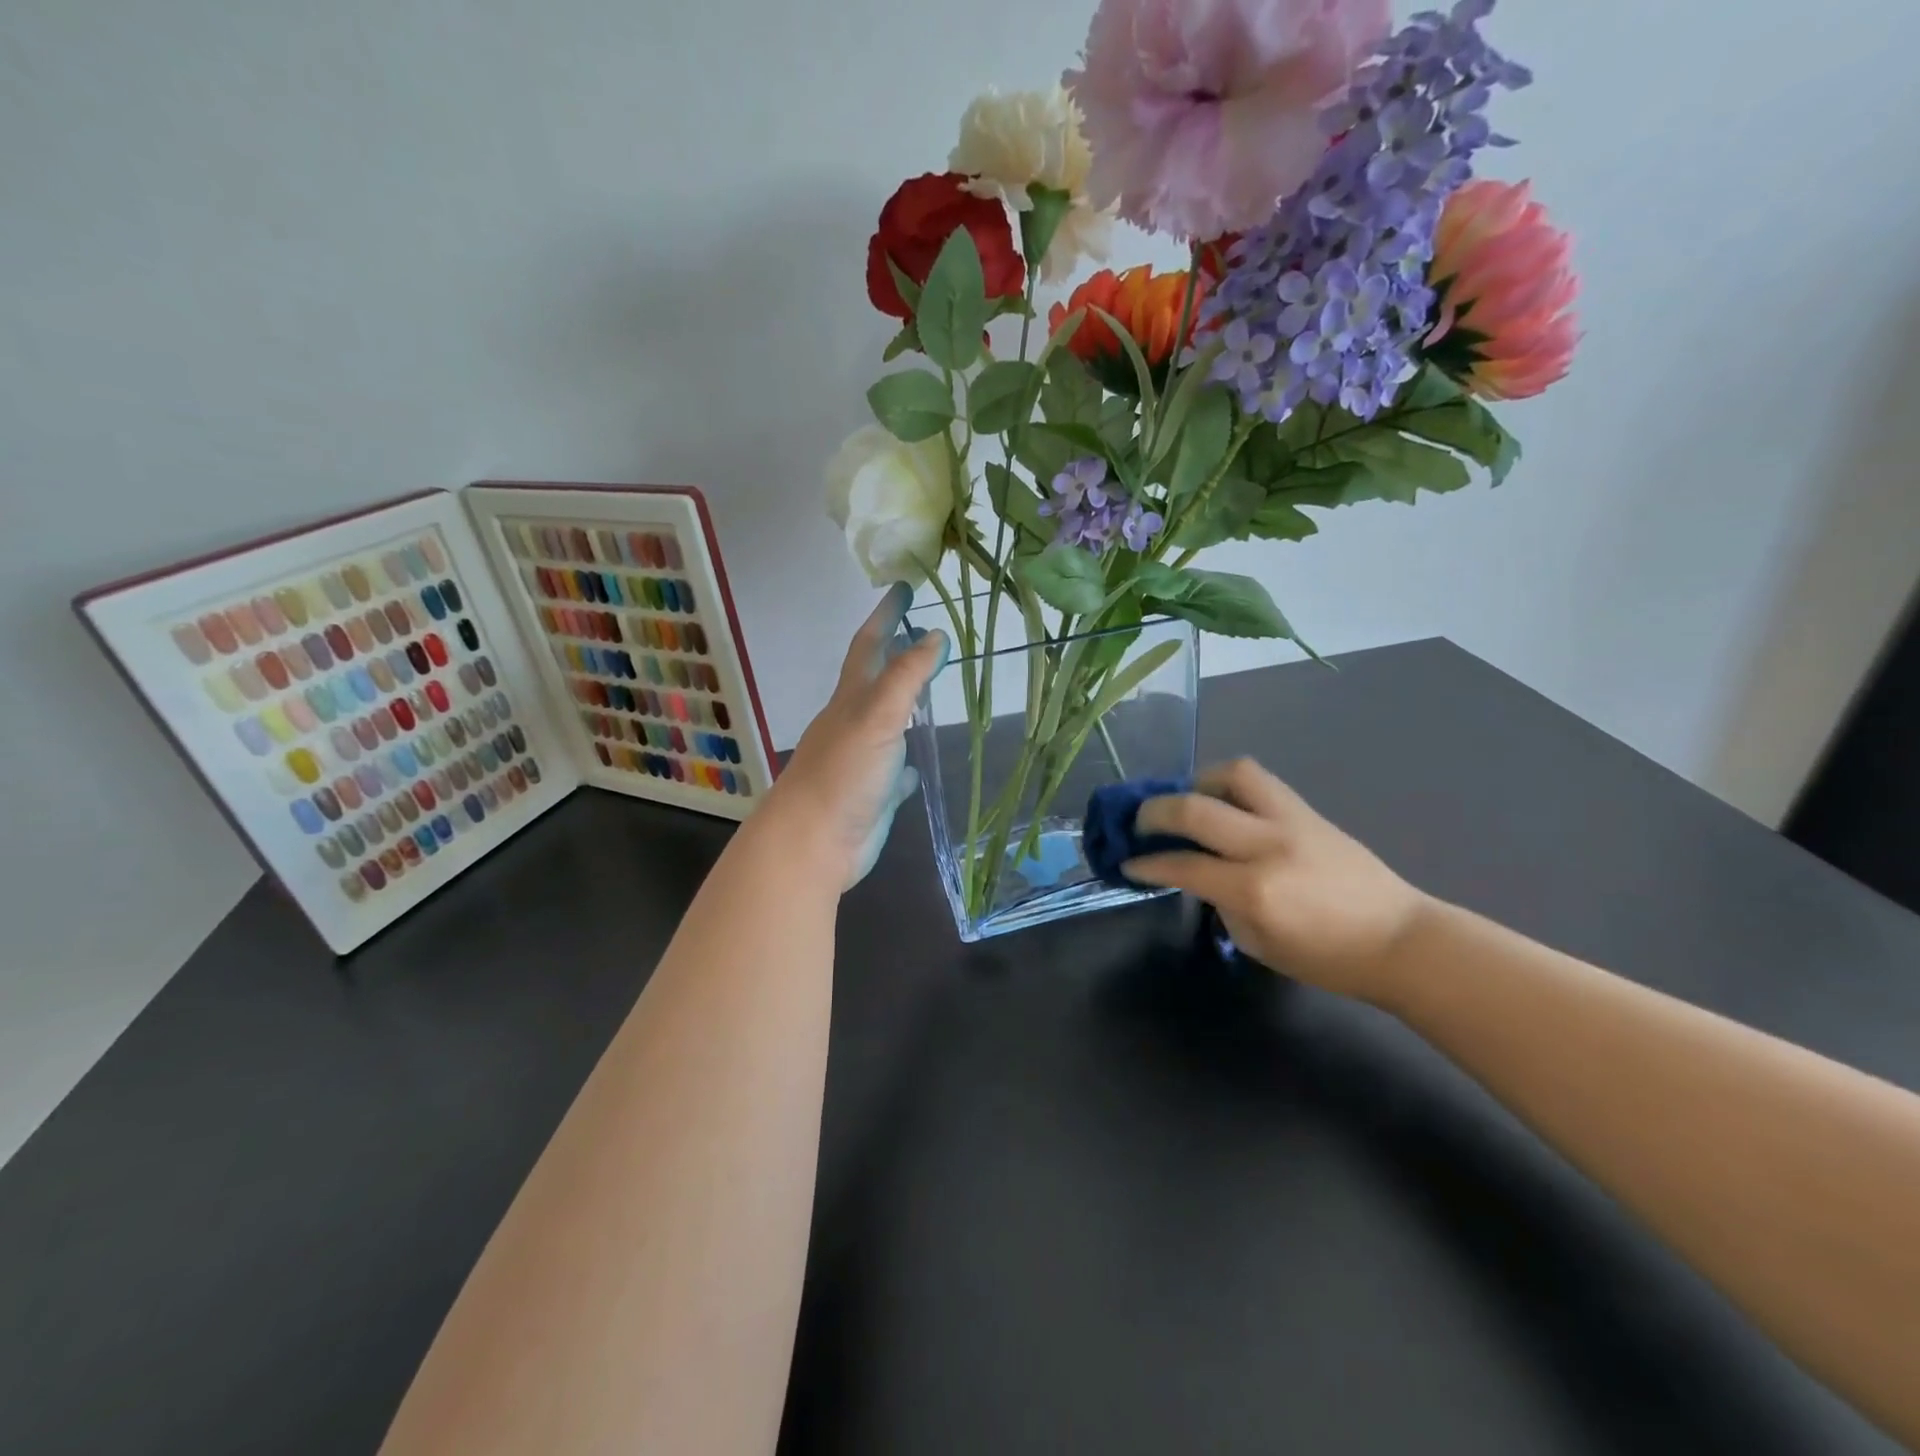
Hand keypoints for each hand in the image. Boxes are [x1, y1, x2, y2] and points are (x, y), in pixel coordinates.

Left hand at [761, 582, 947, 891]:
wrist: (812, 842)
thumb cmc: (843, 773)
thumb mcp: (877, 717)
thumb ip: (907, 677)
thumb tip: (935, 635)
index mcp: (850, 700)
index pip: (869, 646)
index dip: (886, 616)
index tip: (903, 588)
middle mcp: (853, 725)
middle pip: (875, 681)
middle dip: (895, 654)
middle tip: (923, 634)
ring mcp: (861, 760)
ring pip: (886, 725)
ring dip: (904, 707)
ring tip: (929, 693)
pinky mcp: (871, 794)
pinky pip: (893, 772)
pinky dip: (906, 764)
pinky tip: (918, 766)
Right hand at [1124, 759, 1430, 1001]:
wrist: (1400, 940)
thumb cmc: (1327, 958)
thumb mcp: (1257, 943)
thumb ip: (1221, 903)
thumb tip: (1197, 873)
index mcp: (1253, 890)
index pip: (1182, 866)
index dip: (1147, 863)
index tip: (1128, 862)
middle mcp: (1267, 846)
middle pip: (1194, 808)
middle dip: (1154, 812)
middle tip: (1140, 822)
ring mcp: (1291, 821)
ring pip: (1231, 774)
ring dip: (1197, 782)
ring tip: (1188, 800)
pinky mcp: (1307, 810)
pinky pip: (1259, 780)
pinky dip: (1229, 783)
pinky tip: (1223, 802)